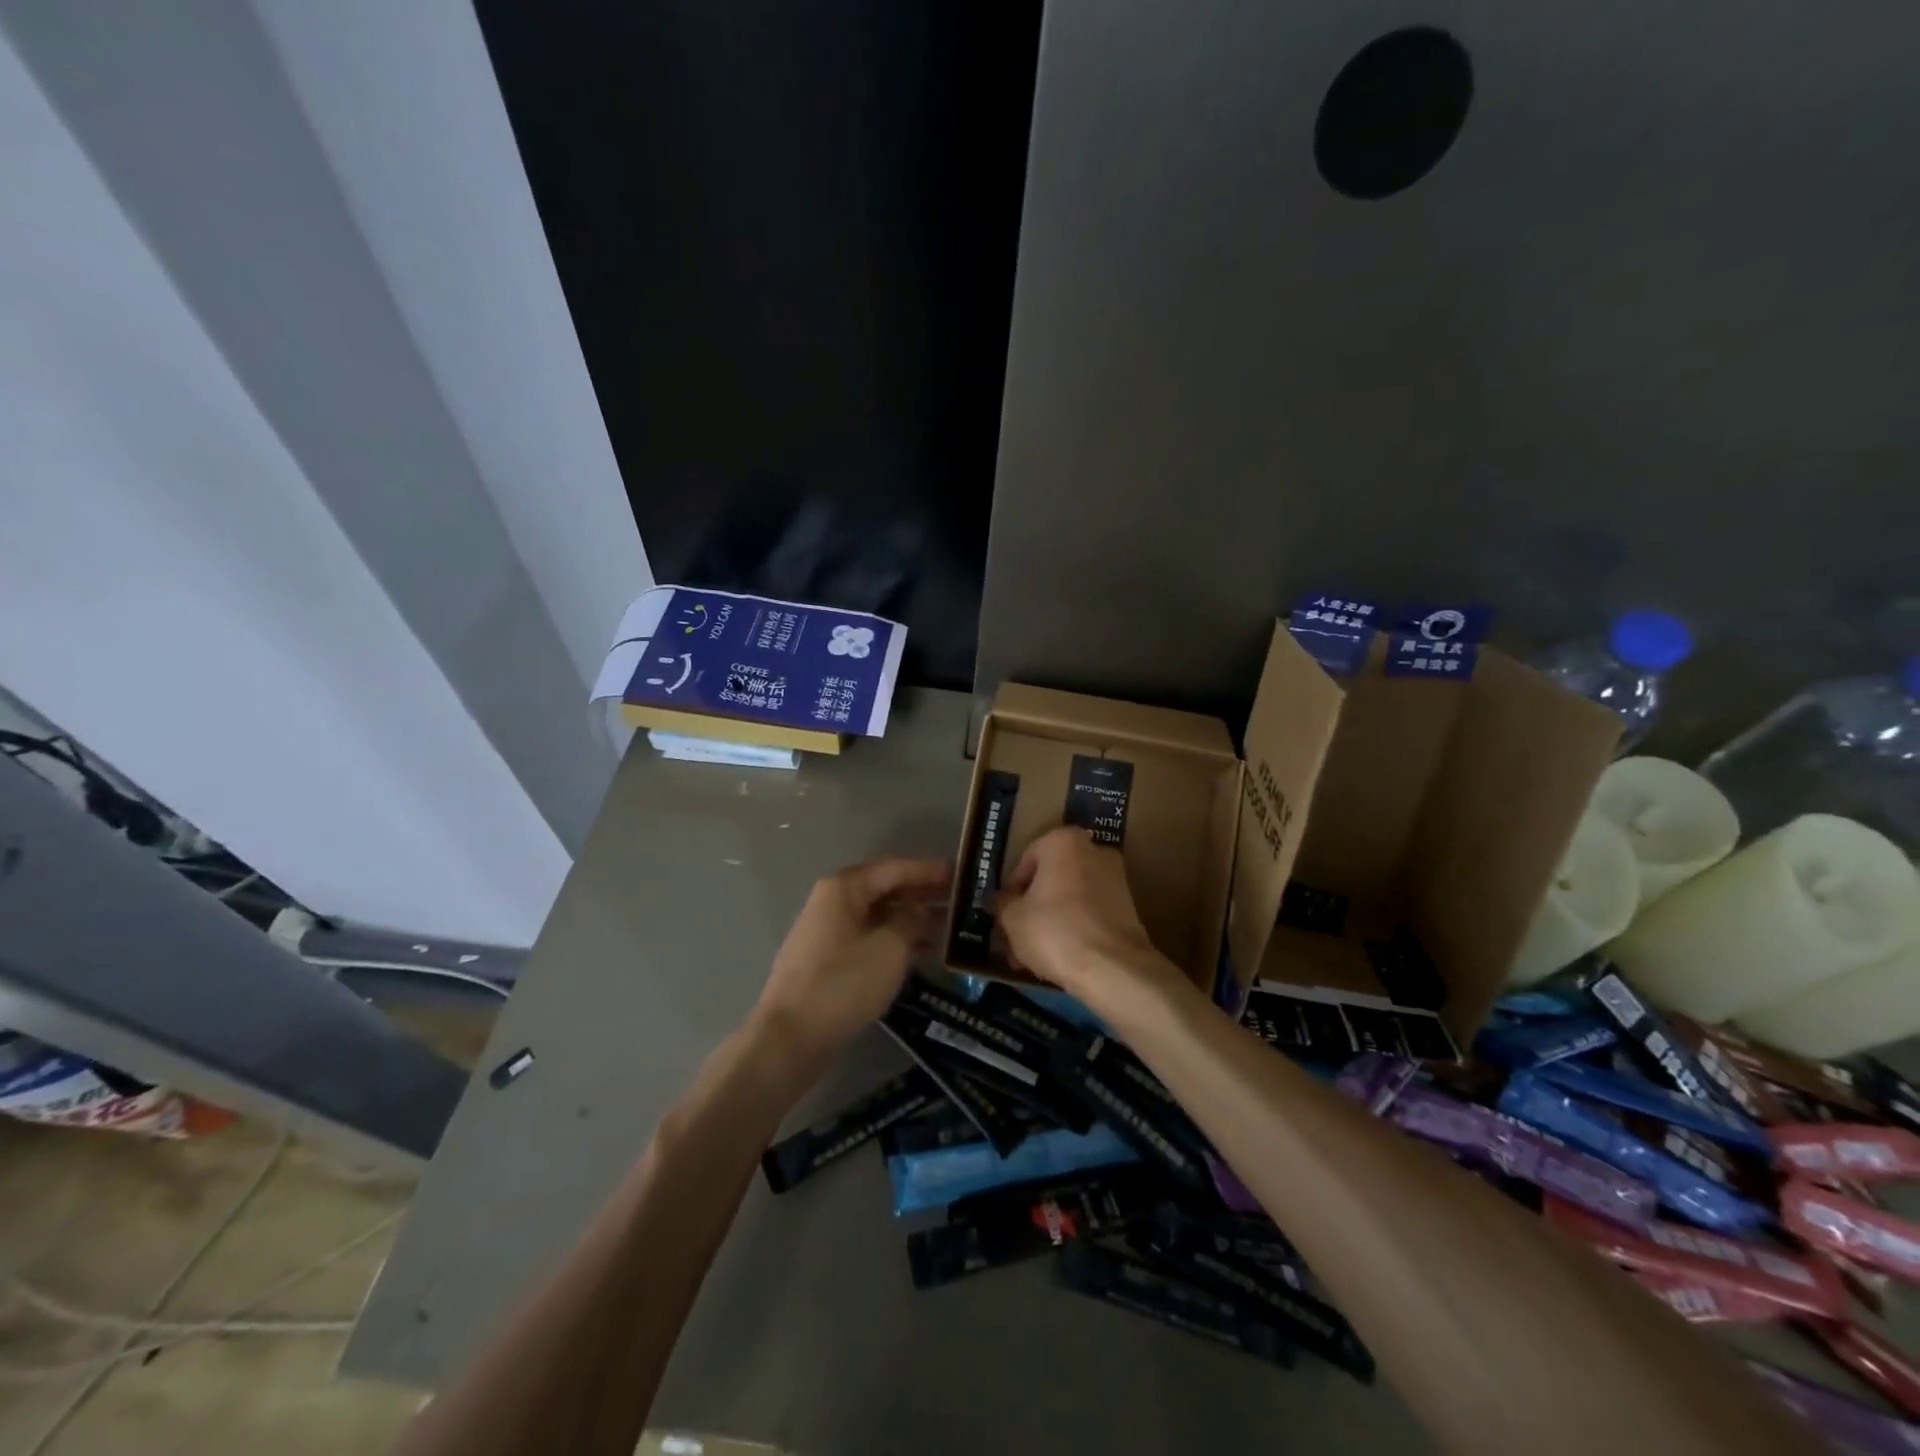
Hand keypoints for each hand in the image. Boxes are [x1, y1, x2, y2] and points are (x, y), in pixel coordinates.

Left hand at [752, 857, 950, 1064]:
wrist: (791, 1037)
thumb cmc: (844, 983)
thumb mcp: (891, 947)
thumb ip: (912, 920)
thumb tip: (920, 911)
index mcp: (844, 888)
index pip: (894, 868)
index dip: (929, 871)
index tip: (960, 874)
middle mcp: (832, 903)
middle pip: (885, 890)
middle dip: (922, 895)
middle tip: (960, 903)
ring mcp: (827, 933)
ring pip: (878, 917)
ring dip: (911, 921)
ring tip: (948, 930)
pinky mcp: (827, 962)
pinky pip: (868, 939)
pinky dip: (895, 941)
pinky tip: (921, 954)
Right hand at [997, 827, 1180, 1012]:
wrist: (1113, 968)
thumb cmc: (1054, 931)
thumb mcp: (1012, 918)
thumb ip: (1002, 902)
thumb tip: (1001, 900)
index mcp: (1063, 841)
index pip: (1025, 862)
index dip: (1010, 892)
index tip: (1004, 916)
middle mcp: (1093, 850)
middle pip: (1050, 880)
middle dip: (1031, 909)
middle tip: (1014, 938)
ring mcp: (1115, 879)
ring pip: (1069, 899)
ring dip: (1050, 922)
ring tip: (1032, 957)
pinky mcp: (1128, 907)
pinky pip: (1089, 914)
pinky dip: (1073, 930)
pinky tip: (1058, 958)